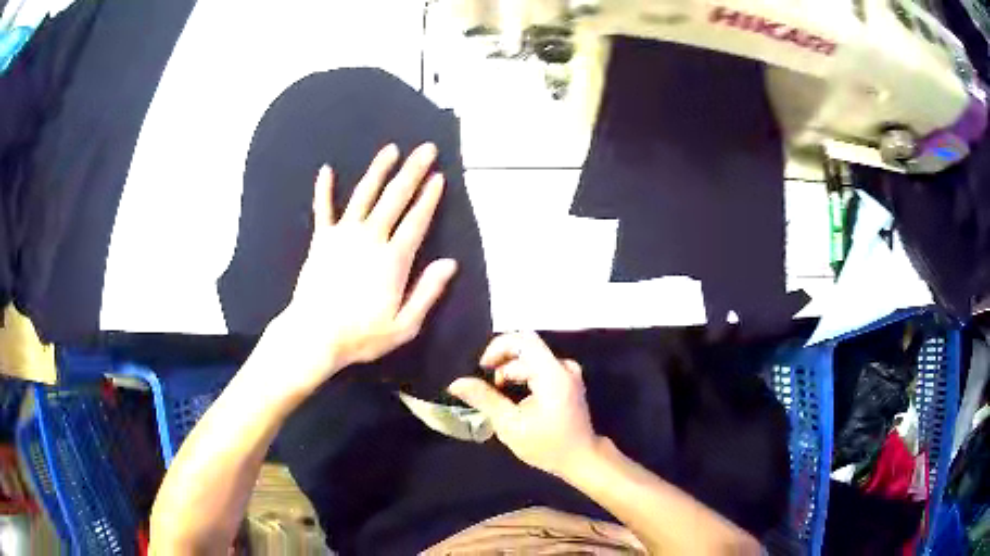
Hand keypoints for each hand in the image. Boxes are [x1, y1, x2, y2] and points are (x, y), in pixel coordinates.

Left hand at [266, 143, 457, 396]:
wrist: (314, 336)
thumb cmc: (361, 335)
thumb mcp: (404, 325)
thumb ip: (428, 292)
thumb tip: (450, 263)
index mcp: (393, 259)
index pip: (416, 220)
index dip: (429, 197)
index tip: (439, 176)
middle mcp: (370, 238)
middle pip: (395, 198)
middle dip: (413, 171)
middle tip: (426, 149)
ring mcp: (343, 235)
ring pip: (364, 194)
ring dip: (378, 170)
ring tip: (390, 149)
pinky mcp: (321, 240)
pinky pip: (323, 209)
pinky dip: (324, 189)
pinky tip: (326, 169)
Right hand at [448, 332, 598, 477]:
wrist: (581, 458)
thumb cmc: (547, 445)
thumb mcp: (510, 425)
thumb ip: (484, 399)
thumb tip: (456, 383)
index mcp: (552, 374)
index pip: (522, 340)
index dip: (497, 348)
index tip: (482, 369)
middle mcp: (563, 366)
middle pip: (525, 348)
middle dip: (501, 362)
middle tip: (485, 385)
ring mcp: (567, 372)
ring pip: (531, 358)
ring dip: (510, 371)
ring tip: (496, 395)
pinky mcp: (567, 380)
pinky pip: (539, 366)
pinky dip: (522, 376)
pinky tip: (512, 397)